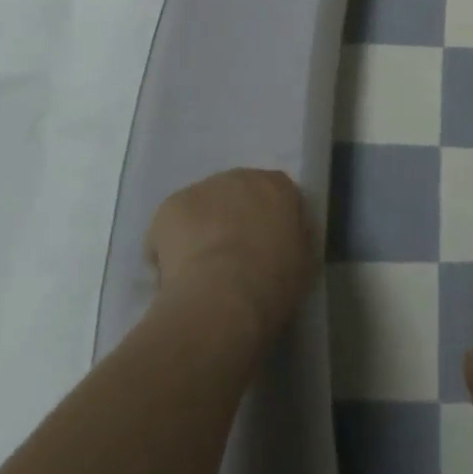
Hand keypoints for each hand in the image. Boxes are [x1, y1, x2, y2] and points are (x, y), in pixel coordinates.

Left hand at [145, 169, 315, 348]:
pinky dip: (169, 245)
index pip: (275, 196)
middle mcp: (242, 176)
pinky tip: (173, 275)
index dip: (267, 223)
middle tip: (230, 259)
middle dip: (232, 220)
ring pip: (201, 208)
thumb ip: (296, 237)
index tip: (263, 249)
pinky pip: (169, 225)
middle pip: (235, 196)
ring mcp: (204, 188)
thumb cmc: (272, 281)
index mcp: (279, 185)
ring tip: (198, 271)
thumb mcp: (303, 261)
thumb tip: (287, 235)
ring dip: (201, 229)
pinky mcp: (171, 205)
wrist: (223, 297)